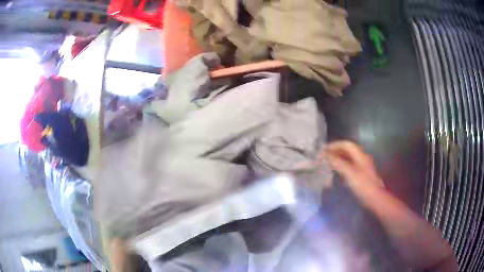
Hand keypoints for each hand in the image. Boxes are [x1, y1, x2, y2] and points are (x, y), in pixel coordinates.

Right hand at [325, 141, 383, 189]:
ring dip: (338, 159)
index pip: (346, 144)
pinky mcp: (360, 175)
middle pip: (347, 150)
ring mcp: (362, 167)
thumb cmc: (363, 184)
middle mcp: (361, 158)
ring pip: (348, 159)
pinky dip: (341, 166)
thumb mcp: (349, 173)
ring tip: (327, 163)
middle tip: (324, 157)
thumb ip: (338, 162)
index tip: (324, 149)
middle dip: (335, 151)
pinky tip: (335, 172)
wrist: (374, 198)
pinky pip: (349, 166)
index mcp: (360, 155)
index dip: (335, 145)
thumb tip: (326, 155)